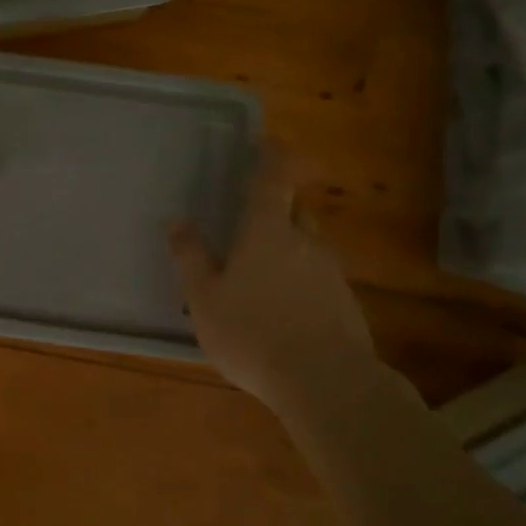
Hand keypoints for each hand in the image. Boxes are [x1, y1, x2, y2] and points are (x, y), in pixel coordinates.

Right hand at [169, 144, 380, 411]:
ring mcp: (332, 273)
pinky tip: (287, 314)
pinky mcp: (348, 305)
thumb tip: (177, 220)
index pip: (273, 179)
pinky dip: (303, 284)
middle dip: (278, 209)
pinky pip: (320, 281)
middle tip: (253, 224)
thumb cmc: (252, 332)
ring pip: (309, 248)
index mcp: (267, 231)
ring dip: (290, 251)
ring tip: (264, 279)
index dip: (272, 156)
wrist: (326, 383)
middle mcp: (305, 241)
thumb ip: (191, 257)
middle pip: (295, 211)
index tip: (267, 141)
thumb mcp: (204, 298)